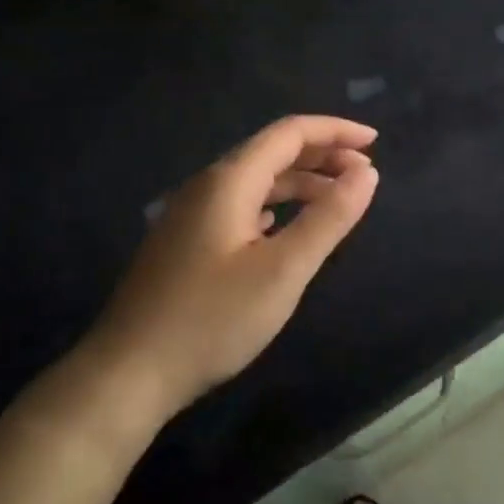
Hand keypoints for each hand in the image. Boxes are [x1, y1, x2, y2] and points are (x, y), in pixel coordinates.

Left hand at [73, 116, 379, 427]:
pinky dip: (274, 206)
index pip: (289, 133)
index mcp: (228, 181)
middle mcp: (206, 187)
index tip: (375, 143)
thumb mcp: (282, 270)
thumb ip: (328, 218)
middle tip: (365, 176)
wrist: (128, 372)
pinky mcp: (185, 243)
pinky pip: (239, 207)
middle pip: (271, 152)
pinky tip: (283, 225)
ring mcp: (190, 215)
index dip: (335, 132)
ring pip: (255, 182)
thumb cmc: (211, 320)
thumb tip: (366, 173)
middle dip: (322, 156)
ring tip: (337, 201)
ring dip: (300, 183)